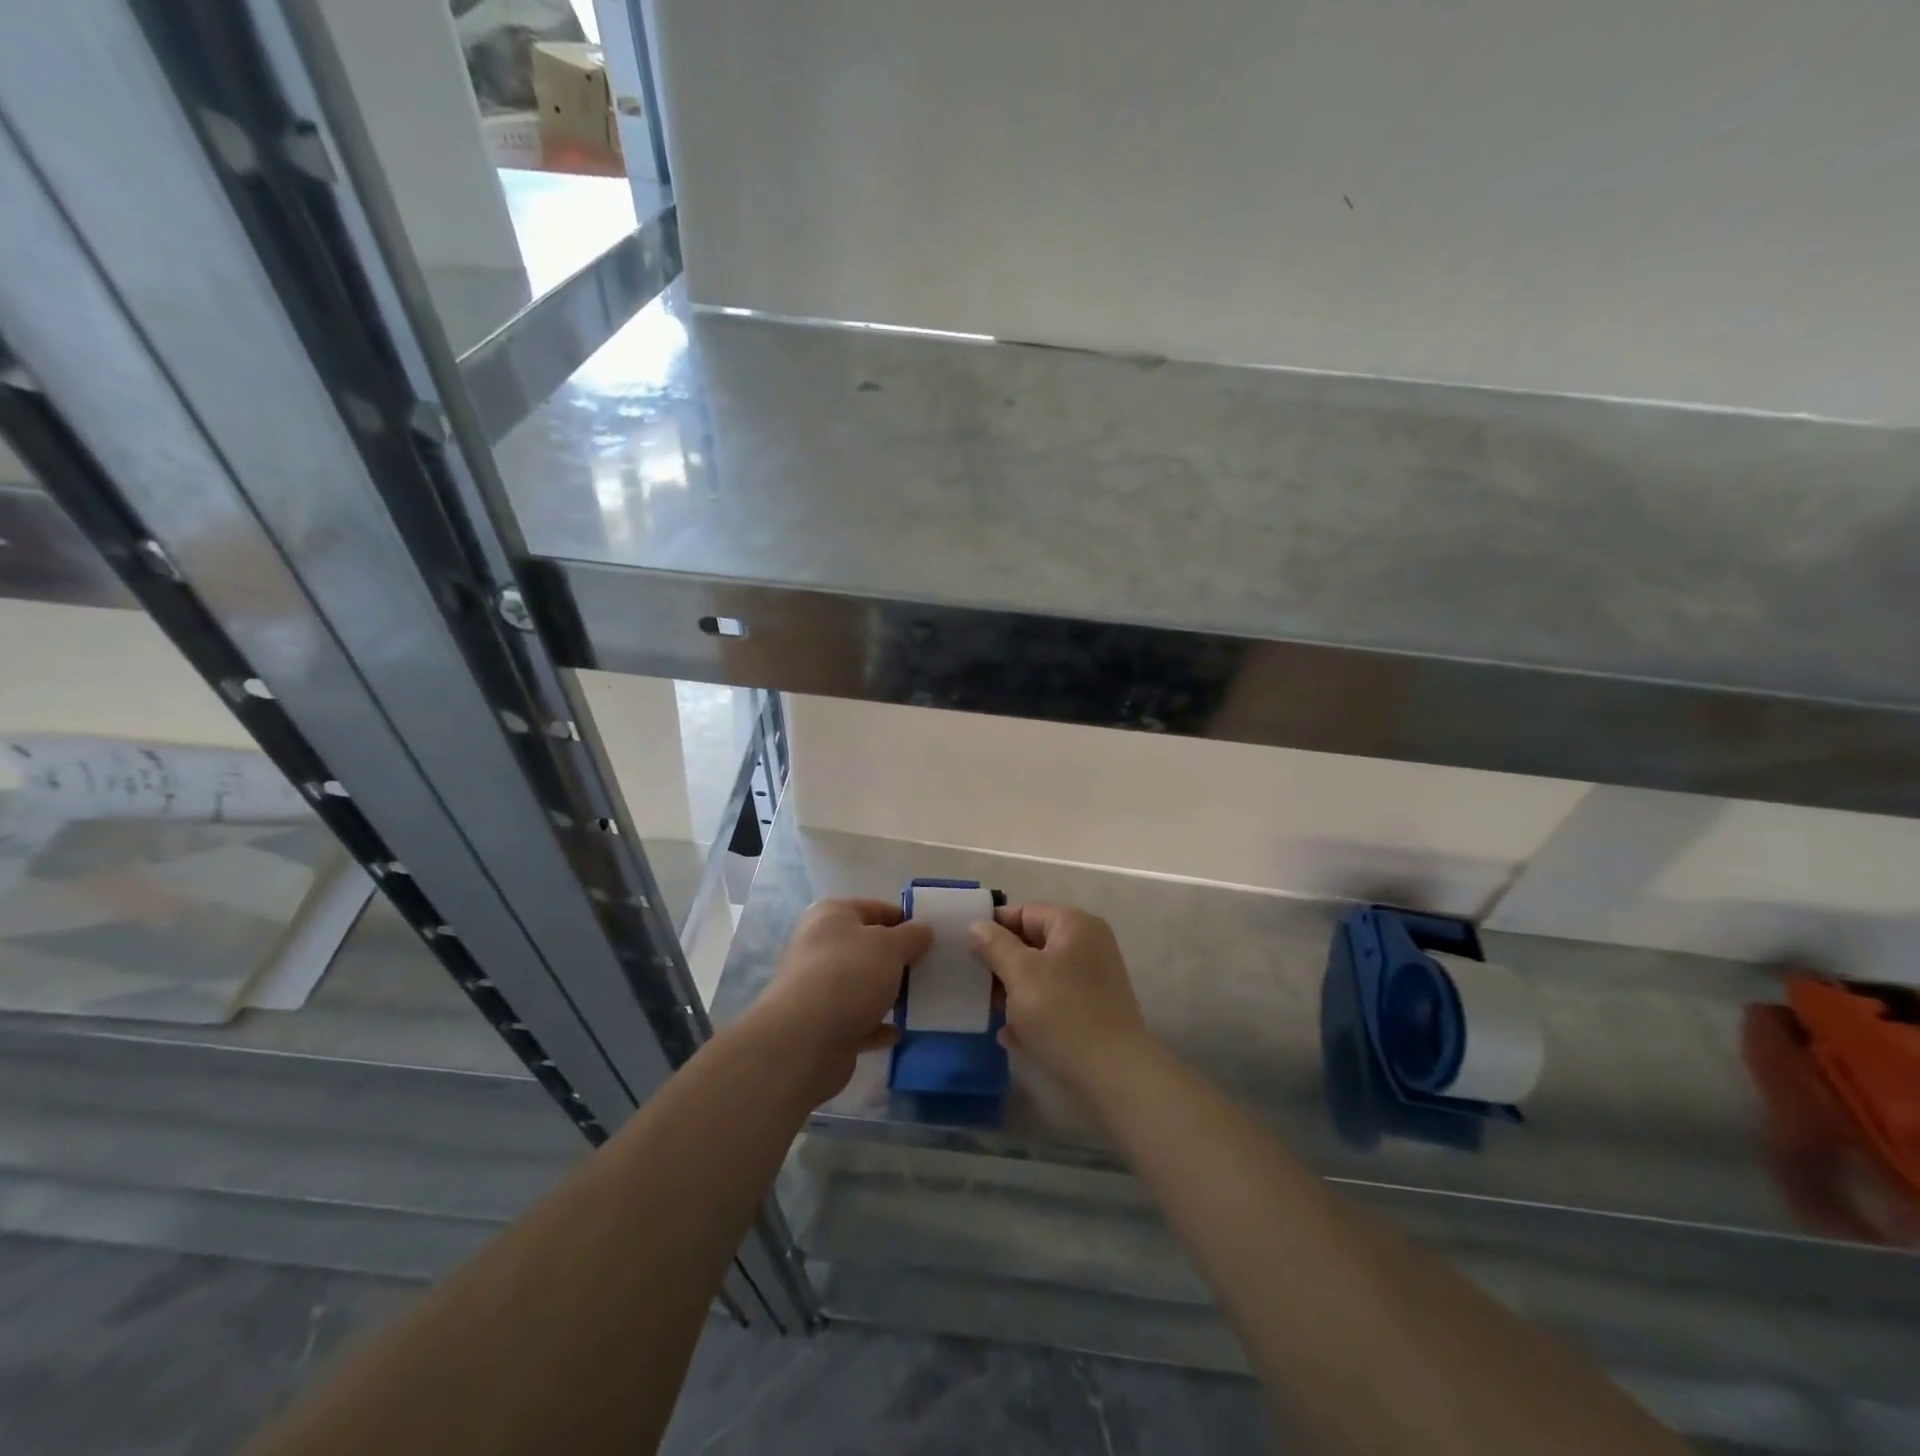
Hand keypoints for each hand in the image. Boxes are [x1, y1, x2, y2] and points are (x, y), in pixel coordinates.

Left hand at [749, 898, 930, 1104]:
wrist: (805, 1040)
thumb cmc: (850, 975)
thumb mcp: (891, 946)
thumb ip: (912, 936)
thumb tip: (923, 930)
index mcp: (831, 916)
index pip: (874, 908)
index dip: (904, 920)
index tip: (931, 938)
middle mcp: (820, 946)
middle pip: (867, 948)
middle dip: (897, 959)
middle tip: (929, 969)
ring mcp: (818, 988)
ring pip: (862, 985)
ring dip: (888, 993)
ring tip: (919, 1000)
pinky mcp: (822, 1025)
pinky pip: (858, 1020)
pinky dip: (877, 1025)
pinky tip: (898, 1032)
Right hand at [967, 903, 1155, 1102]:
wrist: (1115, 1074)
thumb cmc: (1063, 1014)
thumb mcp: (1021, 974)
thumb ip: (995, 945)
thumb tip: (977, 926)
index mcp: (1074, 924)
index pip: (1024, 911)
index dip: (993, 928)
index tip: (966, 950)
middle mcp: (1088, 944)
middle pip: (1032, 943)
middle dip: (1002, 964)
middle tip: (974, 985)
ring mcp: (1093, 977)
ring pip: (1041, 974)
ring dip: (1014, 992)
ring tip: (990, 1013)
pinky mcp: (1093, 1008)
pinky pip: (1054, 1000)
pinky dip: (1032, 1012)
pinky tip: (1012, 1036)